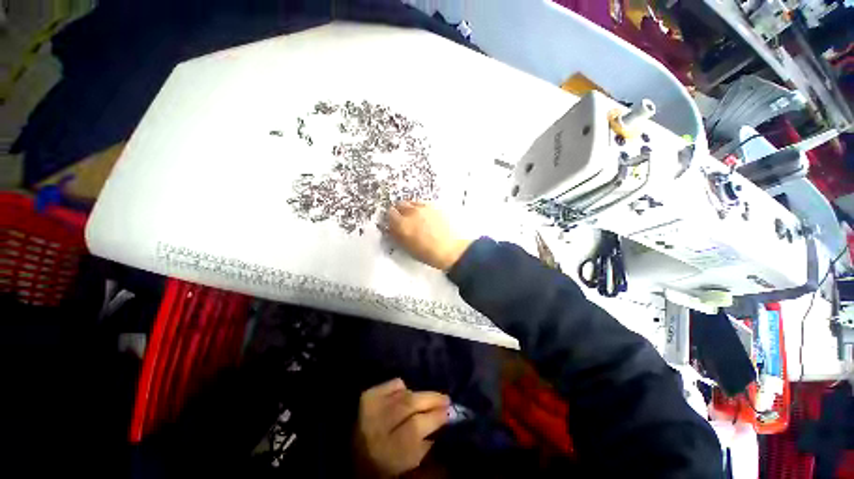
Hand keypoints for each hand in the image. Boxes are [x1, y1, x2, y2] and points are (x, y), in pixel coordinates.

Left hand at [354, 378, 449, 476]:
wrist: (356, 454)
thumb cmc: (388, 462)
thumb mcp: (409, 463)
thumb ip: (426, 443)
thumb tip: (443, 419)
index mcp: (387, 448)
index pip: (415, 427)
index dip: (435, 417)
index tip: (449, 412)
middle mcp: (377, 423)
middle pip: (409, 404)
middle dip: (431, 400)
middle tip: (446, 399)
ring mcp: (372, 406)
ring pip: (404, 393)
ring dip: (420, 395)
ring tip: (431, 398)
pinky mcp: (369, 394)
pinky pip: (394, 383)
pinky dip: (404, 388)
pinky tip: (406, 396)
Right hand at [386, 201, 472, 270]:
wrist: (452, 250)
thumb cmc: (428, 254)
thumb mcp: (408, 248)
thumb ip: (397, 235)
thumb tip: (392, 228)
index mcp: (402, 224)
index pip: (390, 213)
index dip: (391, 218)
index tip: (394, 222)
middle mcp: (412, 212)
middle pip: (400, 204)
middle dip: (400, 210)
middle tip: (404, 219)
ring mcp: (425, 207)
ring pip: (413, 202)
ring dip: (411, 208)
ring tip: (417, 217)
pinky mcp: (436, 206)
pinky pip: (424, 204)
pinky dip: (422, 208)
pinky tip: (427, 217)